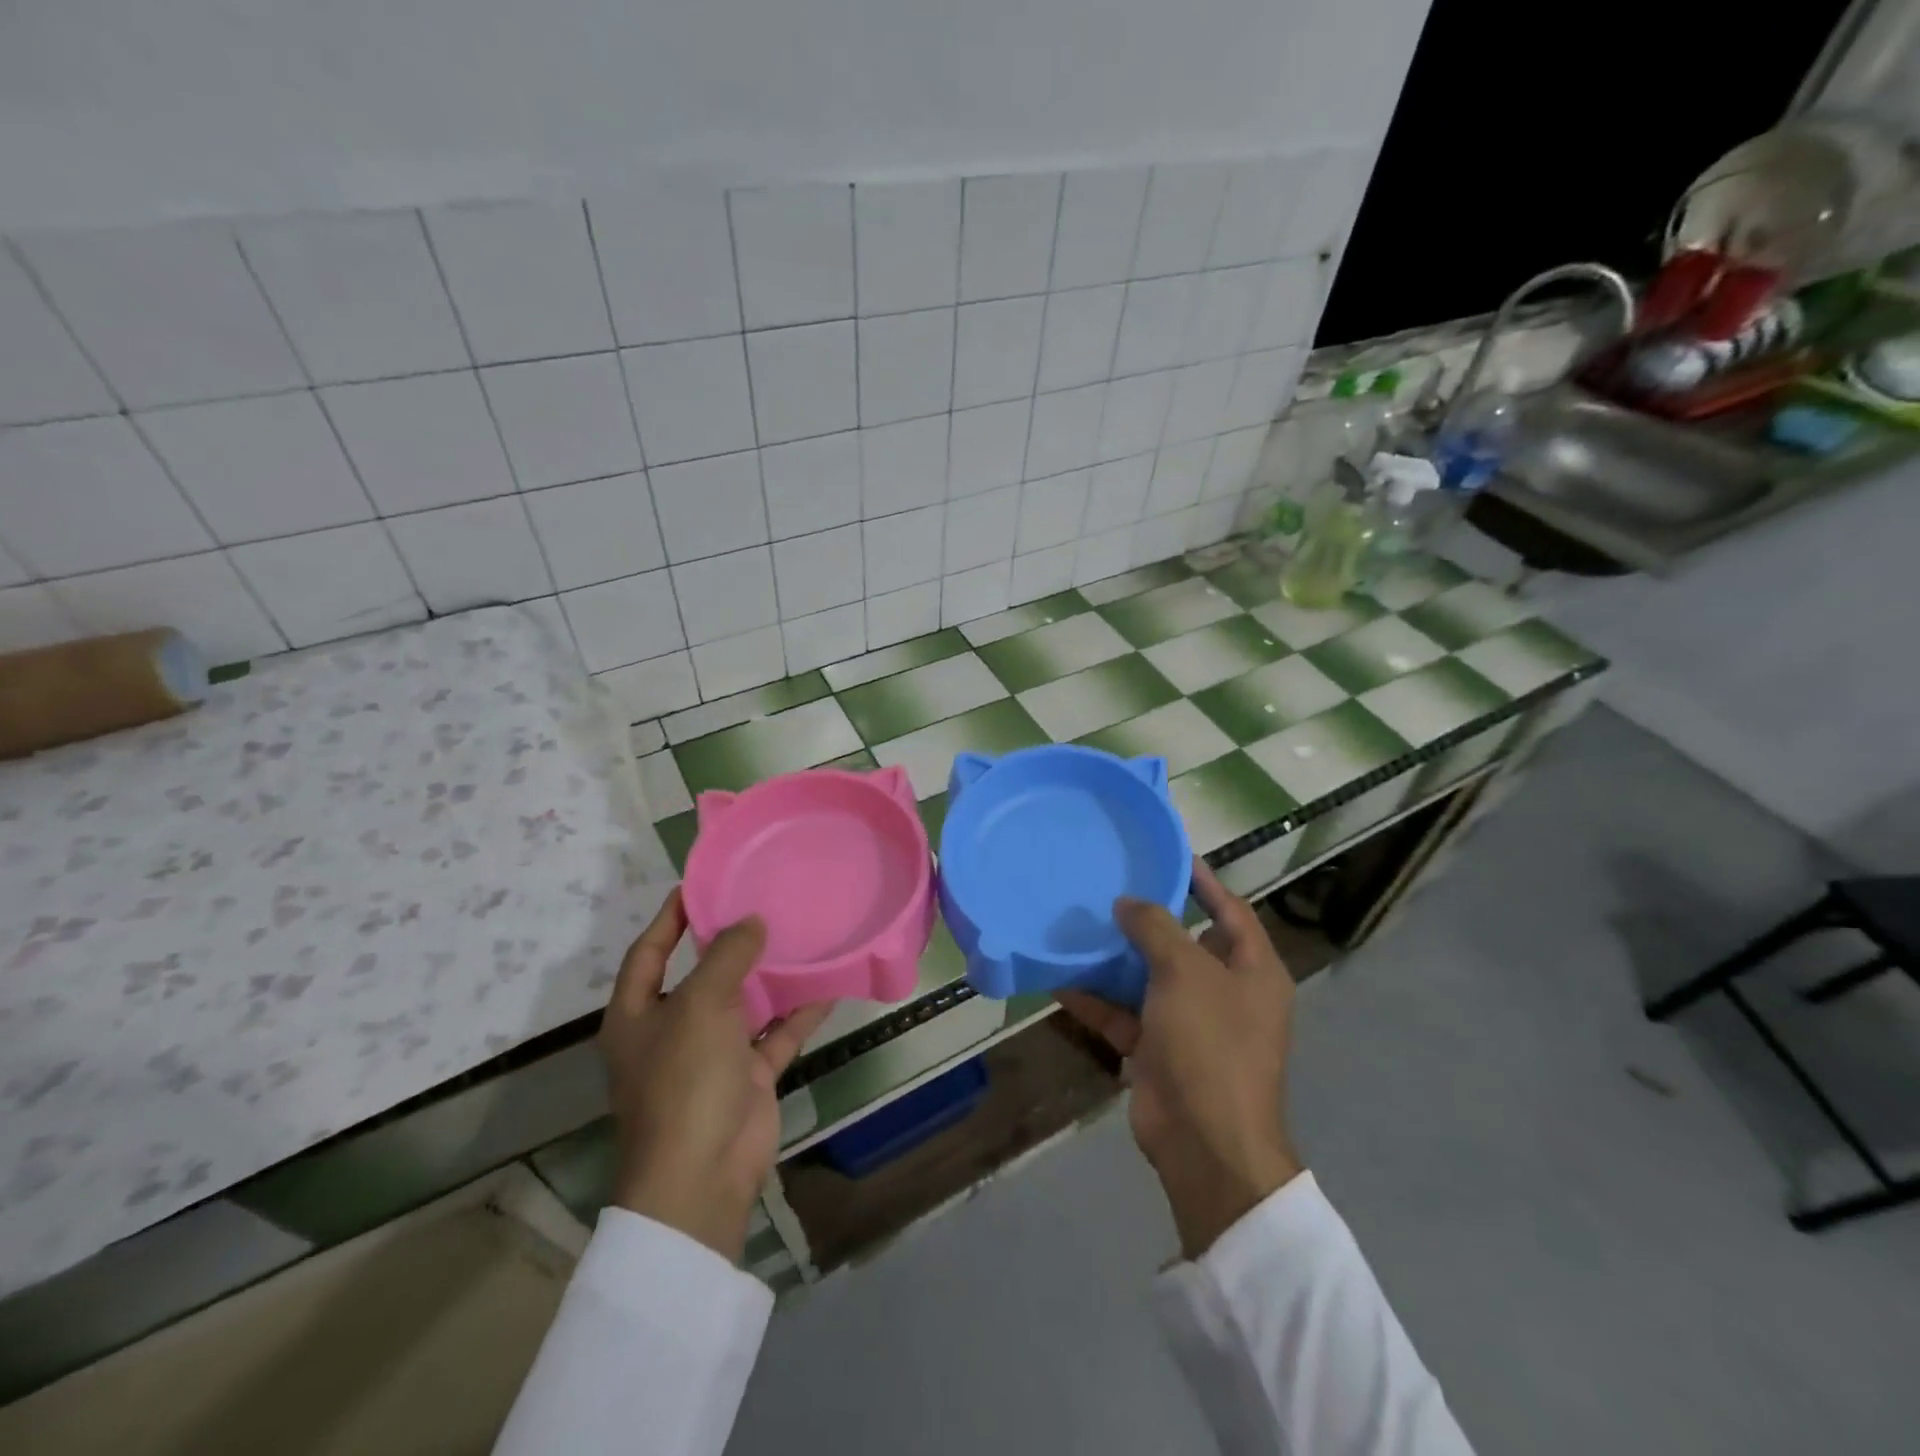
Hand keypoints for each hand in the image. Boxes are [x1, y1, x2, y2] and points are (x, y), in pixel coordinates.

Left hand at [599, 889, 832, 1261]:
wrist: (703, 1174)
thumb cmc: (684, 1080)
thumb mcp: (700, 1005)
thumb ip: (726, 955)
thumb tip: (751, 921)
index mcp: (637, 1014)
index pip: (649, 951)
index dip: (671, 917)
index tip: (700, 884)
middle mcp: (671, 1030)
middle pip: (701, 975)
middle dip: (728, 942)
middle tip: (762, 901)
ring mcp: (712, 1055)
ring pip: (743, 1003)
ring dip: (768, 975)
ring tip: (798, 933)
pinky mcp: (747, 1076)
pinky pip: (776, 1034)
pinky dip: (798, 1013)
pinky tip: (827, 985)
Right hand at [1058, 858, 1302, 1259]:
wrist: (1204, 1142)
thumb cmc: (1209, 1043)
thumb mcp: (1185, 971)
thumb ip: (1156, 928)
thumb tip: (1128, 904)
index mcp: (1253, 970)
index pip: (1230, 910)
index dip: (1203, 881)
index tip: (1168, 854)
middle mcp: (1225, 993)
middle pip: (1185, 943)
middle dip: (1148, 919)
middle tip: (1110, 887)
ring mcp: (1191, 1024)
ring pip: (1148, 978)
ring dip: (1115, 958)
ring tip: (1079, 924)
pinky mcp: (1158, 1049)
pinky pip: (1124, 1013)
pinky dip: (1096, 999)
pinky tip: (1060, 978)